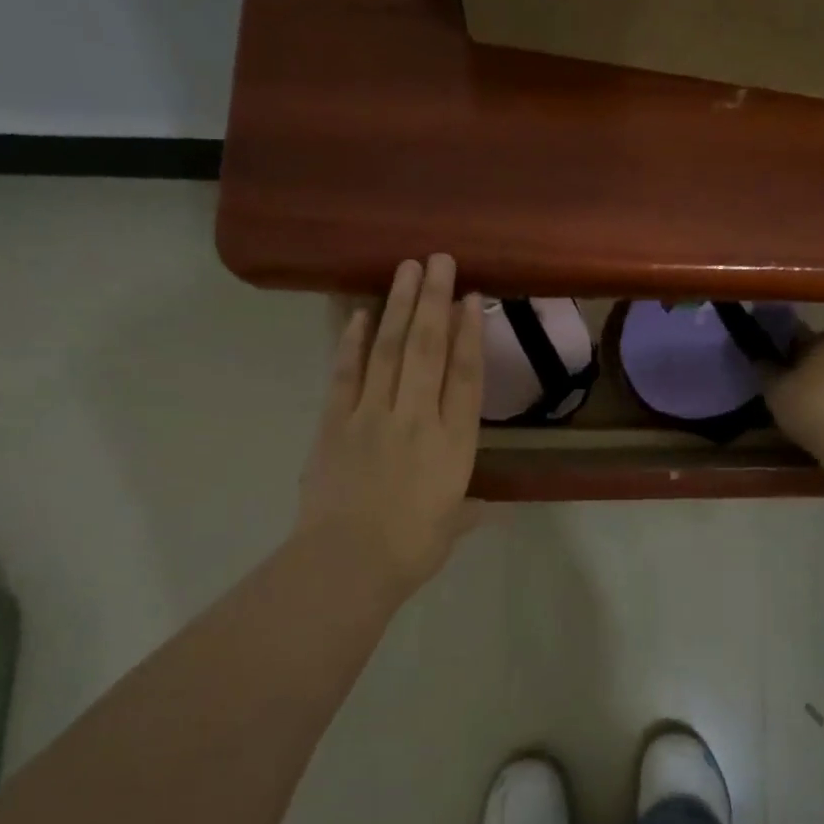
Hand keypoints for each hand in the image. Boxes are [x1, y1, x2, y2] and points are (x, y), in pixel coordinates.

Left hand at [297, 256, 484, 598]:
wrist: (346, 564)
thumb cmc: (410, 550)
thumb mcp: (451, 528)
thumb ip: (469, 510)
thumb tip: (489, 507)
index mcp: (453, 444)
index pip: (465, 377)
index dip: (469, 334)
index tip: (472, 298)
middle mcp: (416, 418)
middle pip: (428, 349)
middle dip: (434, 301)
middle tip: (439, 260)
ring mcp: (372, 415)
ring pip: (390, 350)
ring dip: (399, 306)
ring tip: (406, 268)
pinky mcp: (335, 422)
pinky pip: (346, 373)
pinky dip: (353, 341)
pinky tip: (360, 313)